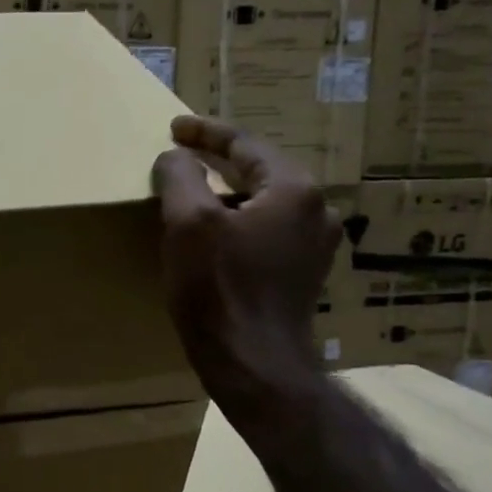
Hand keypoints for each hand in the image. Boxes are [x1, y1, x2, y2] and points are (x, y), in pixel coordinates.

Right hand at [151, 116, 340, 424]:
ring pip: (265, 201)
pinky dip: (240, 221)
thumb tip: (177, 156)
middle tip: (182, 153)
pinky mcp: (305, 273)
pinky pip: (269, 229)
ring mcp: (317, 244)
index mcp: (294, 188)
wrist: (254, 363)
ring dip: (229, 192)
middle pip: (260, 170)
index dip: (204, 133)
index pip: (245, 144)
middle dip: (219, 160)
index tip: (174, 128)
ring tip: (195, 191)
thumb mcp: (188, 222)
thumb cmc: (219, 288)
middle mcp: (317, 210)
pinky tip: (216, 232)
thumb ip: (181, 175)